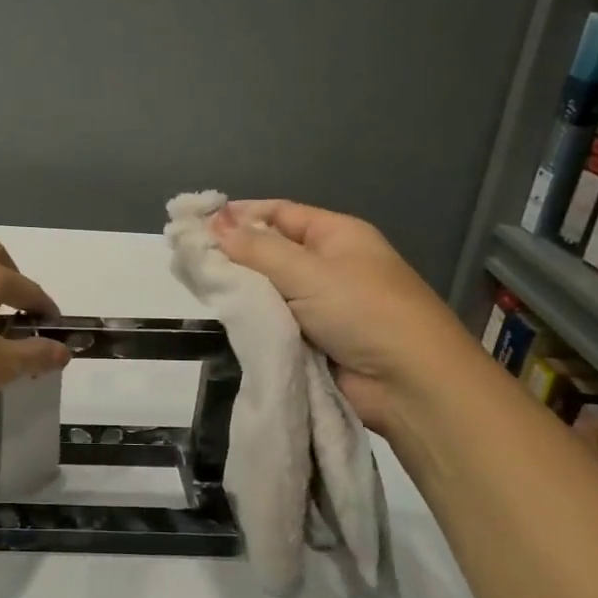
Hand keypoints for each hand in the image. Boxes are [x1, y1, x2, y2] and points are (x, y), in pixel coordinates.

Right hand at [213, 200, 476, 432]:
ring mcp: (321, 304)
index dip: (240, 215)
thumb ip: (255, 248)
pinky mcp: (313, 340)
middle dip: (234, 254)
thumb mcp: (307, 271)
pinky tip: (223, 317)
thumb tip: (213, 224)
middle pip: (271, 251)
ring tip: (198, 287)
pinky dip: (252, 320)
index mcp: (337, 235)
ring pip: (269, 289)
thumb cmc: (362, 311)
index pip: (280, 213)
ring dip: (241, 291)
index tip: (197, 223)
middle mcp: (329, 264)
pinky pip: (274, 321)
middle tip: (188, 258)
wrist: (408, 384)